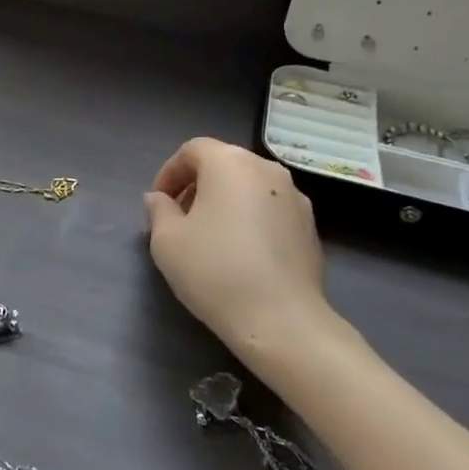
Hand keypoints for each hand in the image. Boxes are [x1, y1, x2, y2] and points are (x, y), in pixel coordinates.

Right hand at [144, 138, 335, 367]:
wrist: (281, 320)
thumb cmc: (214, 271)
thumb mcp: (167, 240)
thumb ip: (159, 210)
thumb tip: (159, 198)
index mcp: (230, 163)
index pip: (193, 150)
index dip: (169, 172)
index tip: (158, 203)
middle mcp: (267, 170)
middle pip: (224, 164)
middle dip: (197, 185)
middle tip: (180, 218)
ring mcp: (296, 197)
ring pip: (250, 186)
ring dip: (225, 201)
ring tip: (210, 236)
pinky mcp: (310, 227)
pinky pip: (270, 209)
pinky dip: (251, 218)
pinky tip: (241, 253)